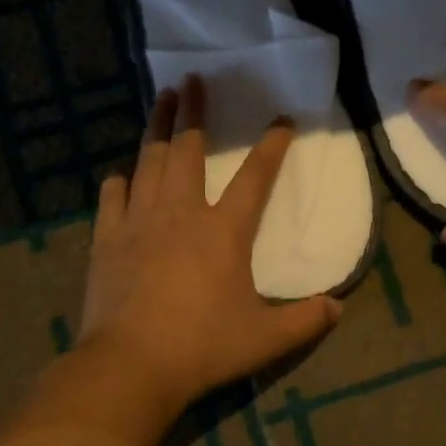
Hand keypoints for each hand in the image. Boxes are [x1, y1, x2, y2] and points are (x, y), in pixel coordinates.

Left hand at [77, 76, 342, 414]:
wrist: (130, 364)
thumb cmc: (202, 347)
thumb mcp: (266, 339)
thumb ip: (305, 321)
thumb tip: (338, 308)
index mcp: (223, 231)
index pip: (255, 177)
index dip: (272, 146)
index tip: (282, 120)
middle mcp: (180, 213)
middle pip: (188, 149)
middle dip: (194, 111)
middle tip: (192, 80)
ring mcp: (139, 222)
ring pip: (148, 161)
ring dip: (156, 127)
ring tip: (160, 99)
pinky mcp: (107, 239)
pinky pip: (112, 197)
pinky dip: (120, 180)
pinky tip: (121, 171)